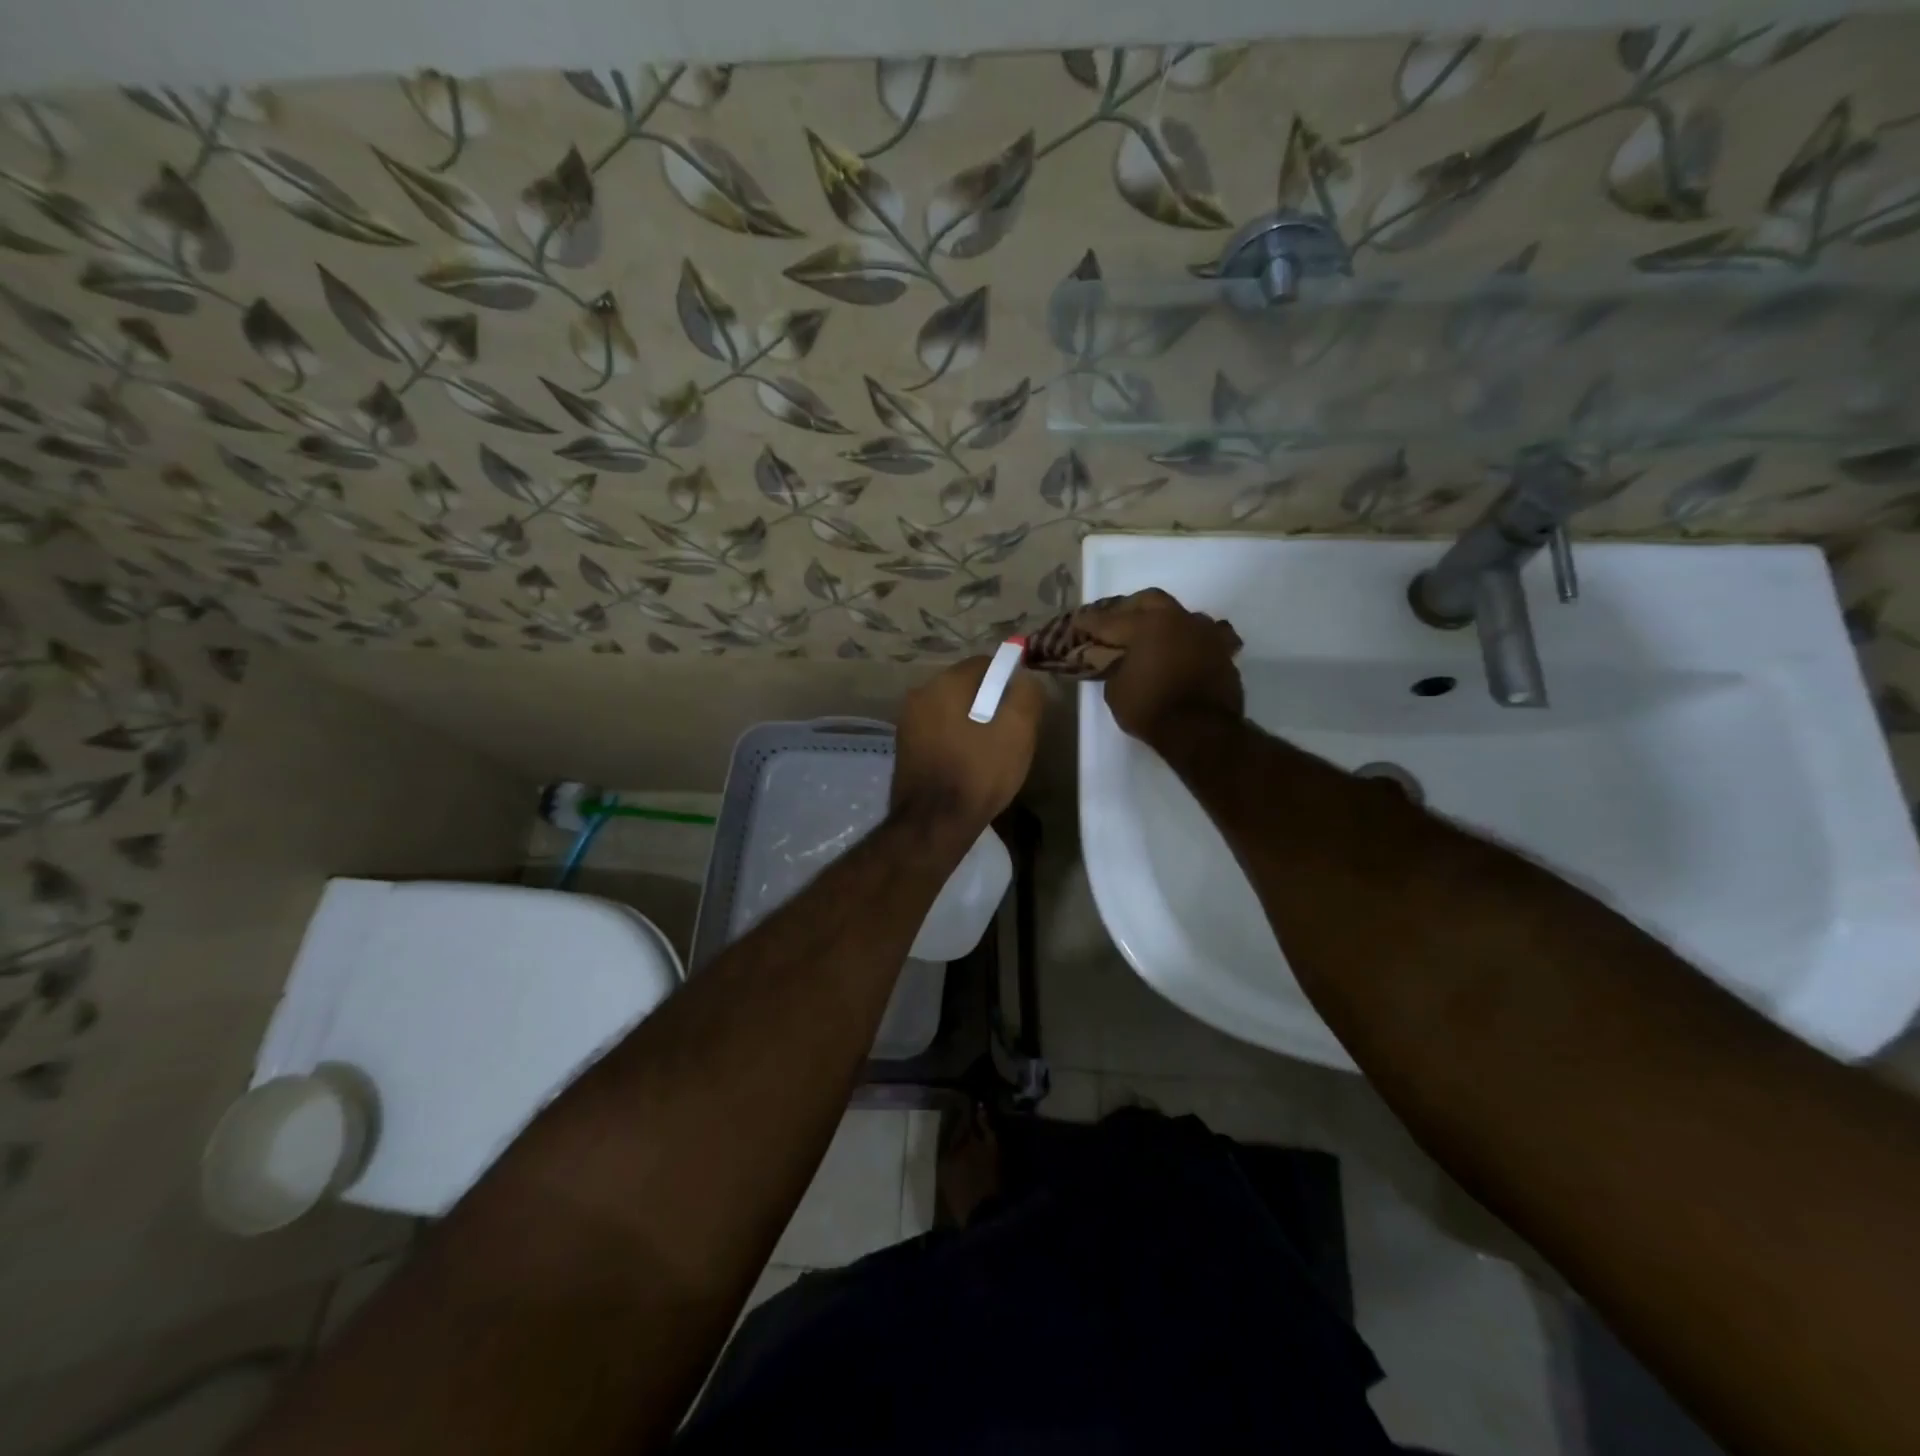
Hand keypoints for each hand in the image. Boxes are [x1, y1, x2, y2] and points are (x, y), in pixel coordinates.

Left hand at [892, 656, 1043, 831]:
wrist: (933, 823)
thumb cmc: (979, 773)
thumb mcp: (1017, 731)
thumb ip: (1025, 695)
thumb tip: (1022, 678)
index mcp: (945, 683)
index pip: (985, 663)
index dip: (1008, 681)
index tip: (1021, 709)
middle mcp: (920, 694)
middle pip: (966, 686)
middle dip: (989, 702)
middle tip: (1009, 733)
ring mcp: (908, 721)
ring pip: (951, 710)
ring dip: (972, 722)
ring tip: (990, 752)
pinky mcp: (904, 746)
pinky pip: (938, 730)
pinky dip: (955, 739)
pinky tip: (967, 764)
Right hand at [1077, 588, 1243, 744]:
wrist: (1202, 731)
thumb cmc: (1151, 709)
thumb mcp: (1116, 692)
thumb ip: (1116, 668)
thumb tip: (1122, 662)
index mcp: (1146, 625)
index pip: (1110, 620)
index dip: (1091, 622)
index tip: (1078, 621)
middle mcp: (1178, 620)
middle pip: (1151, 600)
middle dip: (1131, 607)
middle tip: (1119, 620)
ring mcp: (1206, 634)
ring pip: (1183, 615)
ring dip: (1168, 622)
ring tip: (1157, 636)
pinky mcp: (1224, 653)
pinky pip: (1209, 638)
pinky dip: (1195, 642)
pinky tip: (1189, 650)